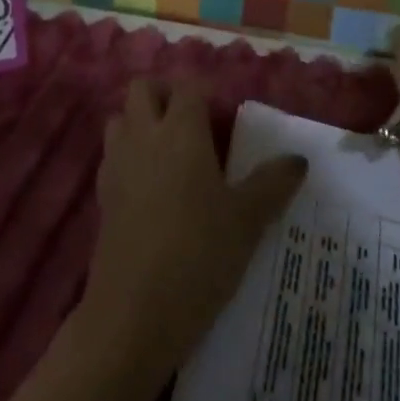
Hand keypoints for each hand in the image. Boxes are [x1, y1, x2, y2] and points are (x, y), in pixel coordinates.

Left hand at [79, 81, 306, 377]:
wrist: (134, 314)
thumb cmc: (199, 255)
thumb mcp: (247, 221)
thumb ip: (273, 183)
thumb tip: (298, 158)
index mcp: (180, 130)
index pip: (187, 86)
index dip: (205, 94)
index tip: (224, 119)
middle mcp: (144, 136)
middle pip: (143, 89)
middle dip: (165, 95)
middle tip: (194, 125)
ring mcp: (116, 164)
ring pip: (120, 118)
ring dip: (141, 123)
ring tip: (171, 153)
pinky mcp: (102, 196)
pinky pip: (112, 156)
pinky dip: (128, 156)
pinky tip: (151, 189)